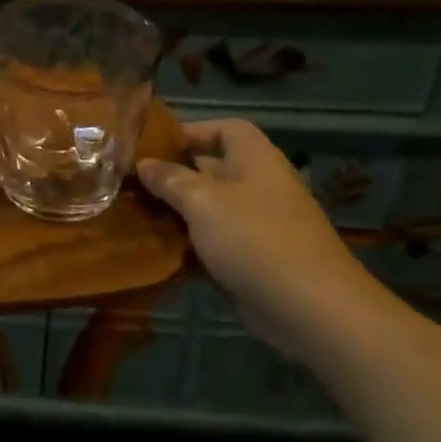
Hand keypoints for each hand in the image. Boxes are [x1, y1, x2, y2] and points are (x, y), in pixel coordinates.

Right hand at [138, 119, 391, 361]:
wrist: (313, 311)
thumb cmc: (256, 240)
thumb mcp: (204, 202)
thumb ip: (170, 180)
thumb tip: (144, 164)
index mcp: (254, 160)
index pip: (224, 129)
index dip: (190, 132)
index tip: (151, 147)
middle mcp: (256, 187)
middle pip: (208, 171)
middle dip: (170, 176)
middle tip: (127, 184)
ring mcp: (255, 226)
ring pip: (205, 211)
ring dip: (173, 215)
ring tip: (131, 216)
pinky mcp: (250, 261)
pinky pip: (210, 245)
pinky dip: (185, 247)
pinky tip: (152, 252)